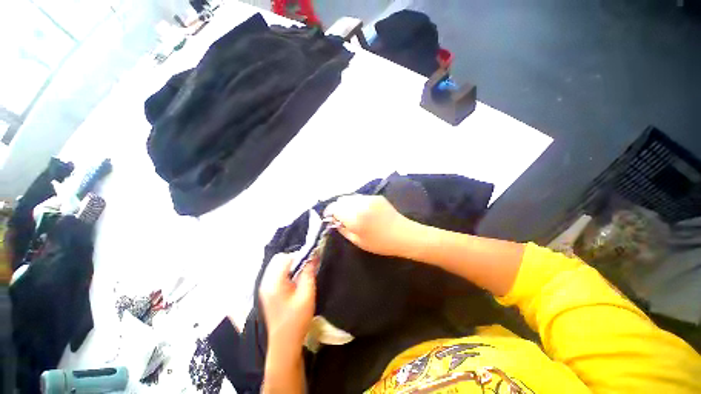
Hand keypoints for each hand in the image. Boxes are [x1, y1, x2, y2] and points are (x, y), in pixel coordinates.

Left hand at [259, 253, 315, 349]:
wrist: (284, 344)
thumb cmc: (297, 320)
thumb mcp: (307, 295)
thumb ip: (309, 273)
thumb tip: (314, 255)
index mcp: (274, 282)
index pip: (285, 258)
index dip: (299, 256)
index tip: (312, 260)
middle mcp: (266, 282)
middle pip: (279, 259)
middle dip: (295, 259)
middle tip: (307, 267)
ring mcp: (265, 287)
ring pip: (278, 265)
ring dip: (291, 265)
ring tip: (303, 273)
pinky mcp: (268, 291)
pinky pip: (277, 273)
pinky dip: (287, 271)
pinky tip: (295, 280)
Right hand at [324, 195, 422, 257]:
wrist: (404, 235)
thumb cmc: (381, 243)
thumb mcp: (358, 241)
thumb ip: (343, 229)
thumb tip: (335, 221)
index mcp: (355, 217)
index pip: (334, 208)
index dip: (330, 212)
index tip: (330, 218)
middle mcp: (360, 204)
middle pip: (341, 200)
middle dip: (338, 207)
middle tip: (341, 217)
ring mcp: (370, 198)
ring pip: (351, 197)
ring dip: (348, 204)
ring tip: (353, 214)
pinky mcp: (377, 196)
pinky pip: (361, 197)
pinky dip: (357, 203)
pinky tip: (363, 211)